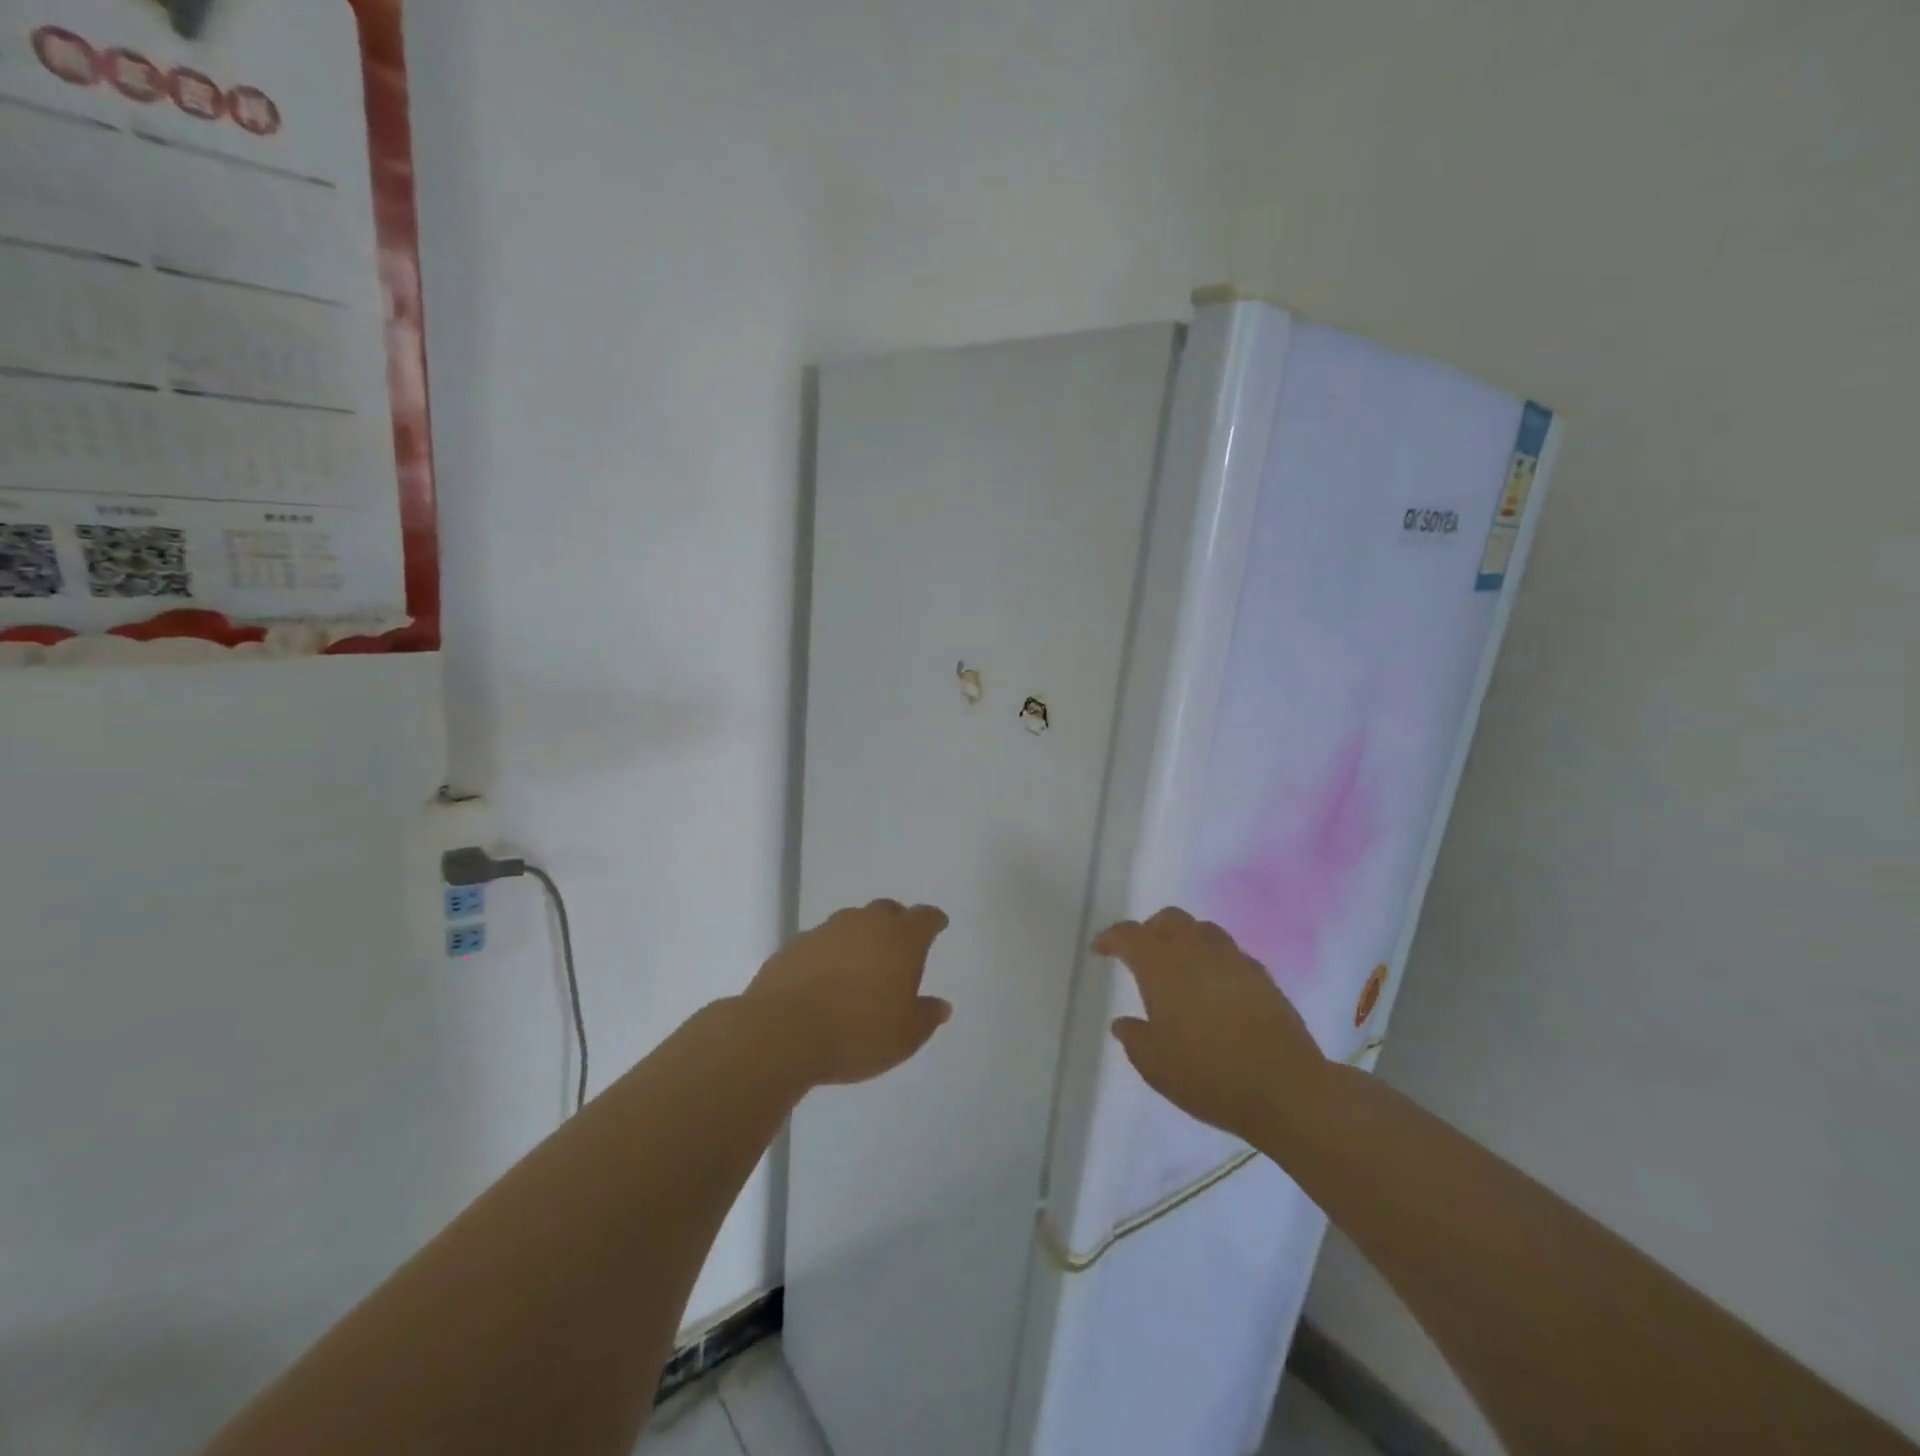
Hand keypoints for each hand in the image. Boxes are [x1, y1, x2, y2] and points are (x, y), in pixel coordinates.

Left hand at [745, 900, 952, 1085]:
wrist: (781, 1032)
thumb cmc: (857, 1033)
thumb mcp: (905, 1037)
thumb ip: (926, 1017)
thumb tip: (941, 1005)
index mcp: (900, 939)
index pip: (924, 917)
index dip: (933, 921)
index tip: (938, 925)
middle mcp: (864, 924)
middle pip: (887, 910)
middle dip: (897, 922)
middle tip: (899, 946)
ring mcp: (826, 931)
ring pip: (851, 923)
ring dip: (860, 937)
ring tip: (860, 965)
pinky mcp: (794, 946)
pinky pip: (821, 942)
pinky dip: (829, 954)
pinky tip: (825, 979)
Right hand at [1095, 907, 1327, 1144]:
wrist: (1286, 1089)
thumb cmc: (1208, 1075)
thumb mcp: (1155, 1065)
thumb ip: (1135, 1038)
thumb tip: (1123, 1023)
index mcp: (1162, 966)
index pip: (1130, 935)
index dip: (1111, 938)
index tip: (1101, 949)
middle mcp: (1196, 951)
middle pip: (1171, 919)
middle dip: (1151, 929)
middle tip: (1142, 952)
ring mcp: (1234, 960)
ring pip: (1204, 929)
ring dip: (1186, 939)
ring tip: (1181, 965)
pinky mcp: (1263, 977)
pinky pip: (1231, 953)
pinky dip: (1215, 959)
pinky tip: (1215, 986)